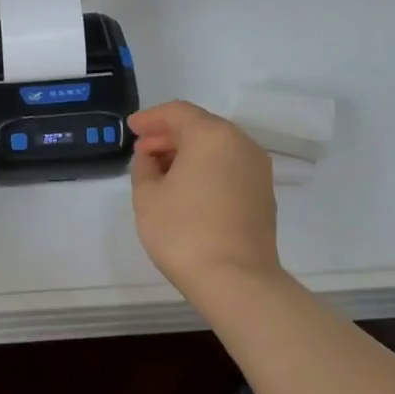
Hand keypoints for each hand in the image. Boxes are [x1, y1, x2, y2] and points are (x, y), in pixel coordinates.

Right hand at [128, 101, 279, 293]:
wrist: (236, 281)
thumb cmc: (183, 231)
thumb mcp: (147, 195)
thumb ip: (144, 166)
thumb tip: (151, 156)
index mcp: (212, 135)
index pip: (177, 113)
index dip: (151, 118)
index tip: (131, 128)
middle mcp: (241, 144)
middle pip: (200, 127)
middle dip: (168, 135)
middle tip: (142, 150)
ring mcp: (257, 170)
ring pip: (216, 148)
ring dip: (187, 153)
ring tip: (160, 171)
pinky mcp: (263, 195)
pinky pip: (229, 167)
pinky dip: (206, 169)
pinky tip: (186, 188)